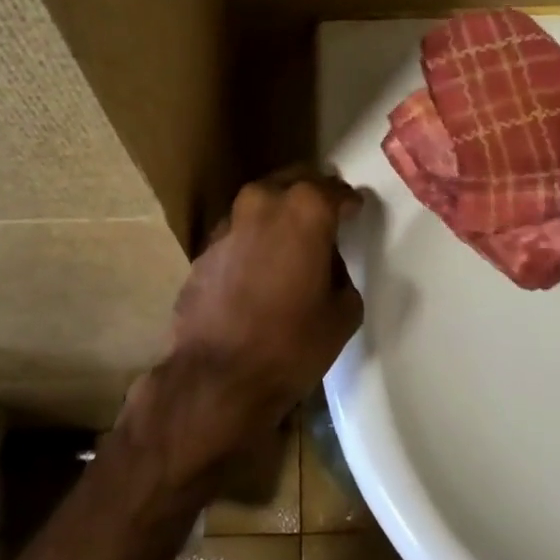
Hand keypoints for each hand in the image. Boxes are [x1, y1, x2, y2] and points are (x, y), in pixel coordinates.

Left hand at [136, 169, 363, 487]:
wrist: (217, 378)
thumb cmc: (292, 344)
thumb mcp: (343, 311)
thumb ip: (341, 272)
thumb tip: (326, 263)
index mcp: (305, 209)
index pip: (336, 190)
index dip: (350, 202)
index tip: (356, 211)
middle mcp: (263, 202)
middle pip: (295, 181)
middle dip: (313, 193)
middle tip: (327, 214)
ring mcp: (228, 224)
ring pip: (262, 203)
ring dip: (279, 214)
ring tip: (293, 240)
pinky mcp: (204, 249)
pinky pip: (239, 233)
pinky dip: (254, 240)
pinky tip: (260, 267)